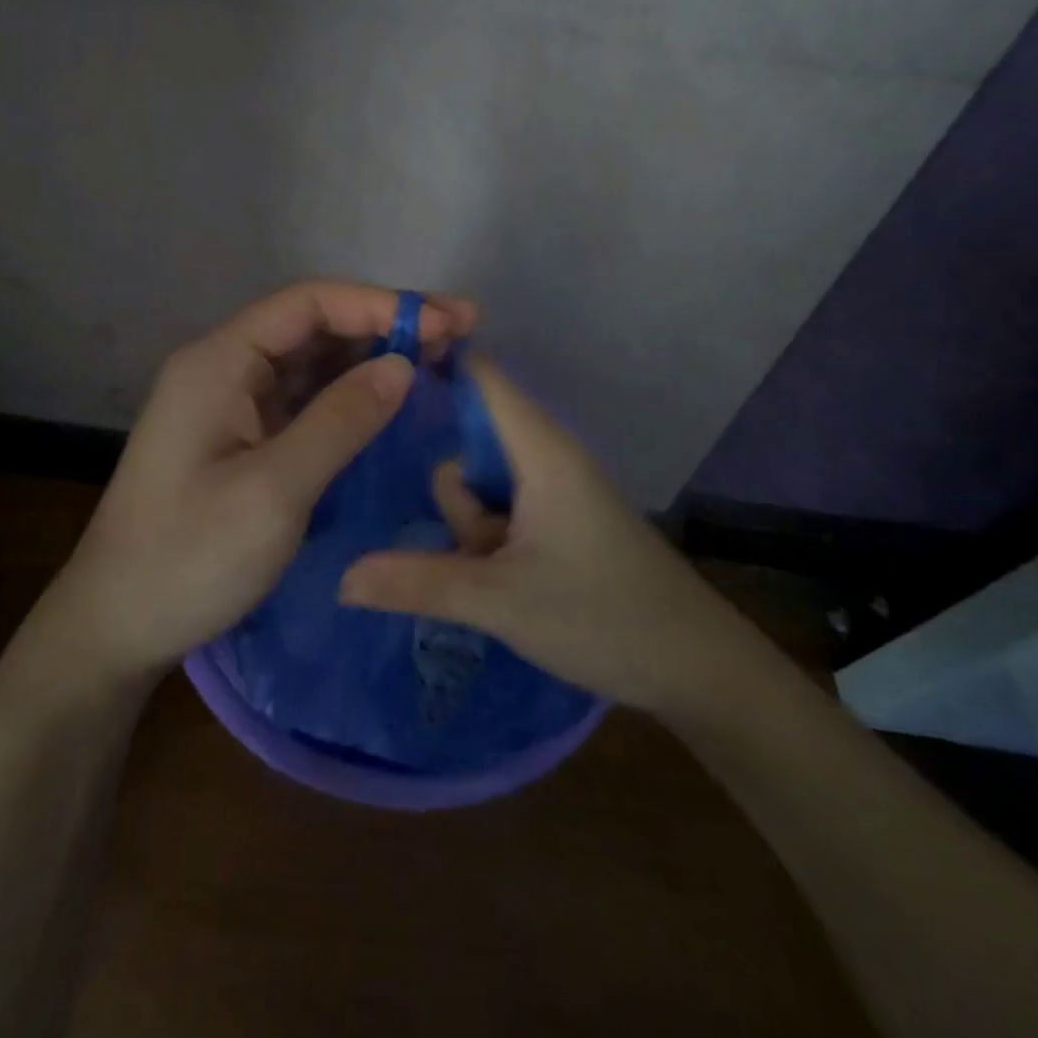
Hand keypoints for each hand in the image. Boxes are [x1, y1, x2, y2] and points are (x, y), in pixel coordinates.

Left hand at [38, 281, 477, 686]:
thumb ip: (340, 421)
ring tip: (440, 361)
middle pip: (313, 326)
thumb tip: (402, 365)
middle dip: (383, 326)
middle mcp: (223, 369)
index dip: (379, 304)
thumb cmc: (188, 558)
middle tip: (459, 335)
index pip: (308, 304)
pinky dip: (349, 396)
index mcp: (219, 362)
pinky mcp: (240, 438)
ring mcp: (231, 405)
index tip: (445, 321)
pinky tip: (391, 402)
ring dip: (371, 358)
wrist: (116, 625)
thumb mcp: (273, 491)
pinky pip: (303, 401)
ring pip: (311, 363)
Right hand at [337, 357, 765, 715]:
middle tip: (468, 546)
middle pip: (469, 441)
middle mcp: (547, 459)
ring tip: (497, 580)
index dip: (432, 366)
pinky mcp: (559, 524)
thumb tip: (339, 577)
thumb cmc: (604, 617)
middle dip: (453, 494)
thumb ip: (416, 582)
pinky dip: (488, 541)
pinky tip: (494, 584)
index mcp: (540, 449)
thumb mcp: (499, 601)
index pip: (480, 376)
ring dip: (472, 529)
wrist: (699, 670)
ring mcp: (554, 493)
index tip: (372, 386)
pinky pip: (502, 512)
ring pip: (483, 486)